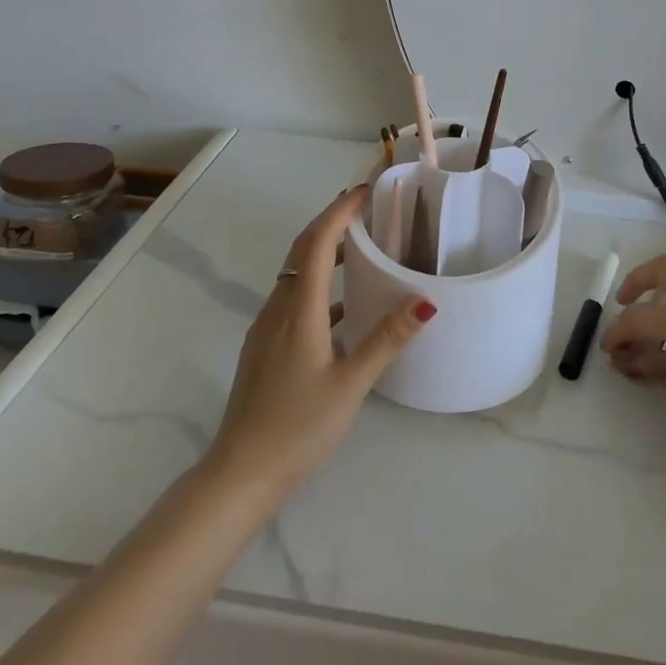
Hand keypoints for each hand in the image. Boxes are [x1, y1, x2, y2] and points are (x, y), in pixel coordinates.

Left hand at [207, 186, 435, 502]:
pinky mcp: (264, 347)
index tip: (366, 191)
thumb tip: (425, 301)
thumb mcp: (351, 385)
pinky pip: (292, 297)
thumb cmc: (298, 427)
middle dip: (331, 221)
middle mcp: (278, 308)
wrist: (240, 473)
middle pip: (302, 249)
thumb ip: (386, 340)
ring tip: (360, 247)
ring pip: (296, 273)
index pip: (318, 242)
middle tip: (366, 208)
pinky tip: (341, 307)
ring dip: (323, 251)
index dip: (340, 211)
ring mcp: (266, 328)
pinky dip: (317, 284)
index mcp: (299, 309)